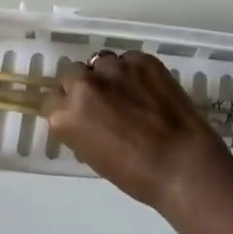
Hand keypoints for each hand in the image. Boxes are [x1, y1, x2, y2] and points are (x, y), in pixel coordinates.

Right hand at [44, 51, 232, 213]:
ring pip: (100, 61)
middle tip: (100, 101)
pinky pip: (128, 59)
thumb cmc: (135, 174)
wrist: (181, 162)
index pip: (51, 100)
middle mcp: (85, 84)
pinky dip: (133, 71)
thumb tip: (85, 117)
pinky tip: (147, 88)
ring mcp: (115, 67)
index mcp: (67, 115)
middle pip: (72, 73)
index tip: (77, 113)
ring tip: (126, 91)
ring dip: (107, 75)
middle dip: (82, 85)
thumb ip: (81, 128)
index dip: (64, 106)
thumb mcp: (93, 156)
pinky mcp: (142, 59)